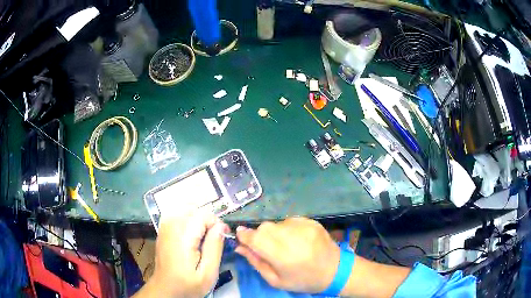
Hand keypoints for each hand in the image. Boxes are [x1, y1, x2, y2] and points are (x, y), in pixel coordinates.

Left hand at [146, 212, 228, 296]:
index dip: (217, 225)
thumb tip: (222, 226)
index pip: (205, 215)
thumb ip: (215, 247)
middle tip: (211, 243)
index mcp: (183, 236)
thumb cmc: (188, 284)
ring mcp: (165, 225)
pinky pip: (180, 214)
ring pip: (188, 210)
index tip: (222, 239)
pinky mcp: (163, 228)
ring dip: (199, 222)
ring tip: (202, 241)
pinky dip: (189, 221)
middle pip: (196, 210)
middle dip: (208, 223)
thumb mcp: (208, 272)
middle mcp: (171, 225)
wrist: (166, 288)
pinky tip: (191, 237)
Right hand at [235, 217, 339, 292]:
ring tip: (284, 245)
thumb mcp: (275, 280)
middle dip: (259, 235)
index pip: (256, 239)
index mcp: (283, 256)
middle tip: (266, 248)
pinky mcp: (311, 221)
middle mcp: (293, 238)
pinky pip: (289, 220)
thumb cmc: (303, 280)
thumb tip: (239, 247)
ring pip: (276, 223)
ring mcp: (304, 227)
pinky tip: (295, 240)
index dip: (244, 236)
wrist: (334, 270)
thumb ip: (256, 262)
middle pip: (264, 228)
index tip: (240, 237)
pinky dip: (286, 229)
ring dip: (273, 233)